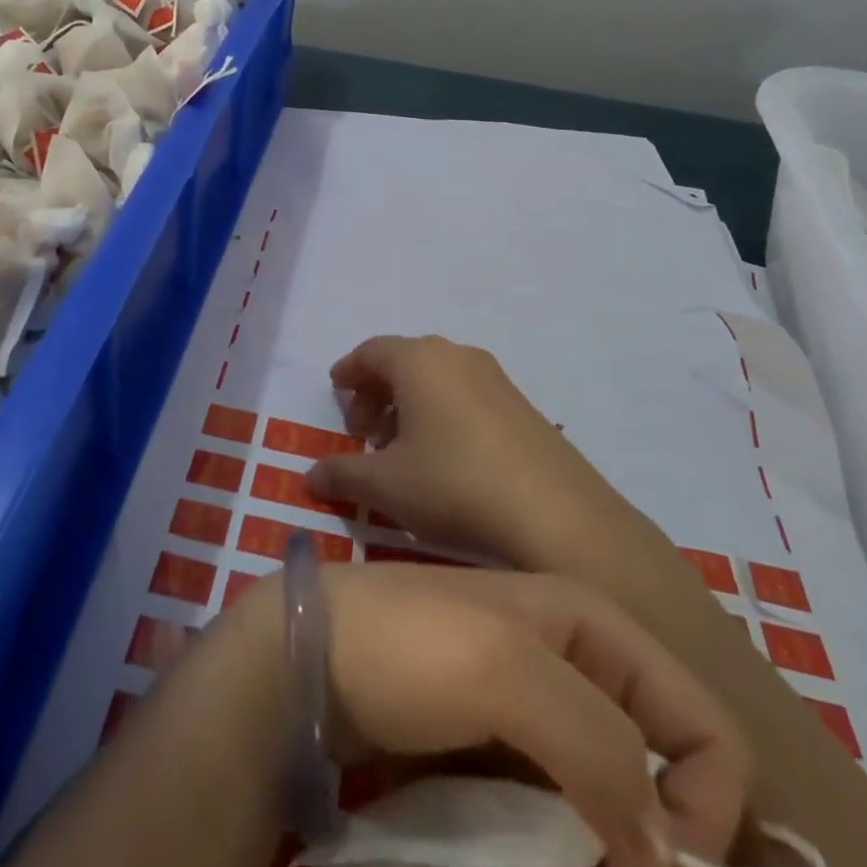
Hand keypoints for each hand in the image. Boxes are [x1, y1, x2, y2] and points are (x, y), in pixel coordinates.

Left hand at [284, 562, 749, 866]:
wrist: (307, 660)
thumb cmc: (408, 645)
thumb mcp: (505, 670)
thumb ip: (598, 746)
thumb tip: (662, 853)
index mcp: (593, 630)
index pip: (704, 728)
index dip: (704, 811)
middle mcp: (577, 674)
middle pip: (660, 793)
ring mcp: (534, 723)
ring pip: (609, 827)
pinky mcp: (497, 763)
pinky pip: (554, 833)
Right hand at [310, 336, 665, 575]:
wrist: (556, 515)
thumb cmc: (454, 485)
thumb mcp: (385, 485)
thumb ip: (341, 473)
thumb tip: (310, 475)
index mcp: (419, 360)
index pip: (370, 351)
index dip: (348, 371)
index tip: (336, 392)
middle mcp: (457, 355)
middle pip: (403, 361)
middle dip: (376, 391)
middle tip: (363, 432)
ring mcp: (495, 377)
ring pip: (437, 378)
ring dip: (409, 404)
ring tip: (400, 449)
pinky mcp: (521, 404)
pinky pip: (465, 394)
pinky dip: (442, 412)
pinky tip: (443, 457)